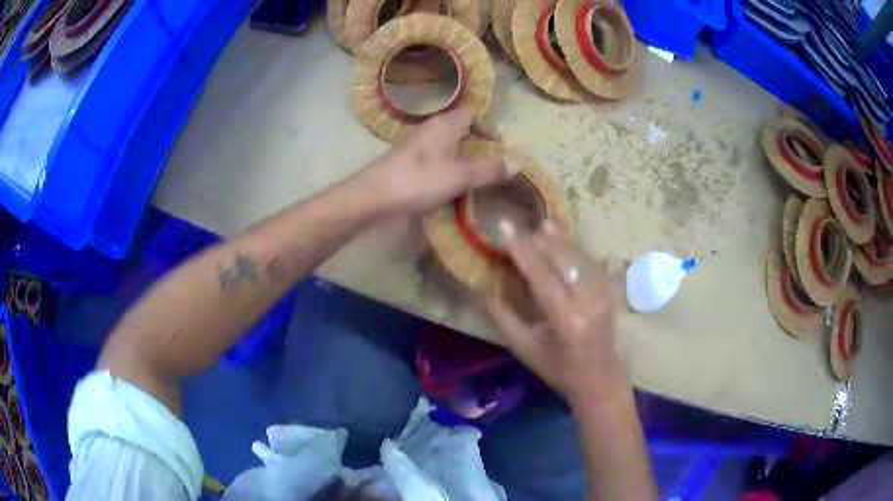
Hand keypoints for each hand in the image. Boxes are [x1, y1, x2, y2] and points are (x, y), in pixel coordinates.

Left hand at [358, 106, 514, 213]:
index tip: (498, 144)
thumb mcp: (460, 176)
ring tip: (471, 179)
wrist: (372, 196)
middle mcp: (428, 129)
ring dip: (460, 157)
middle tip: (488, 164)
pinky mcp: (404, 162)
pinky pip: (432, 159)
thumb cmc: (418, 181)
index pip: (470, 113)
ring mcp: (414, 145)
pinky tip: (445, 188)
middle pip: (457, 128)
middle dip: (475, 143)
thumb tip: (520, 161)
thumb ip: (490, 169)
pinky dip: (445, 168)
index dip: (487, 126)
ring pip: (444, 144)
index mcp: (444, 124)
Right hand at [486, 223, 625, 406]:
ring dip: (559, 240)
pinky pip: (589, 263)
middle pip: (565, 259)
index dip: (524, 252)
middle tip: (519, 231)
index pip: (543, 278)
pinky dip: (573, 249)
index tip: (506, 230)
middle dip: (541, 241)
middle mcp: (588, 302)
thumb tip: (483, 288)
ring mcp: (603, 295)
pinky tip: (561, 239)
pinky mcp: (609, 292)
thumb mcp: (525, 350)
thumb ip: (504, 318)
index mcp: (566, 321)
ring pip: (579, 257)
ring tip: (541, 226)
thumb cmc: (558, 370)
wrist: (600, 379)